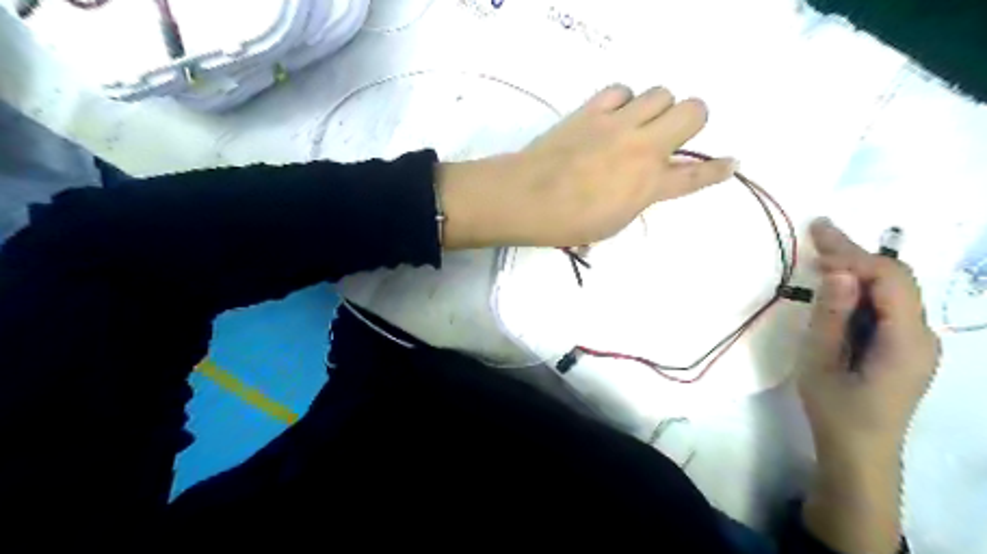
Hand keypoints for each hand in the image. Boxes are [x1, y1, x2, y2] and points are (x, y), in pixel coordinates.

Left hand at [440, 85, 730, 249]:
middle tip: (670, 136)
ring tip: (637, 124)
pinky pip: (621, 89)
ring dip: (657, 108)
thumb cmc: (567, 223)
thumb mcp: (613, 223)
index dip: (718, 170)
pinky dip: (622, 101)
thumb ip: (638, 199)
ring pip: (661, 92)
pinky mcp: (592, 110)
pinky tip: (611, 116)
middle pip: (694, 110)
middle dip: (691, 121)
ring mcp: (618, 124)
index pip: (696, 175)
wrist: (527, 198)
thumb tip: (644, 184)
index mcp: (650, 185)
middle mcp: (643, 148)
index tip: (730, 163)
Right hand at [793, 217, 938, 461]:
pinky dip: (859, 288)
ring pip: (891, 290)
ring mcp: (916, 341)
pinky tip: (835, 283)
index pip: (890, 279)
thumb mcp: (821, 362)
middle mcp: (922, 334)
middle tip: (818, 229)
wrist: (859, 452)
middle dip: (855, 253)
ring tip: (820, 250)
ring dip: (856, 268)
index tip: (815, 248)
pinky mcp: (902, 346)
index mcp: (907, 340)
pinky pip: (884, 306)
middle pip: (895, 279)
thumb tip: (839, 272)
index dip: (854, 257)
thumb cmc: (836, 410)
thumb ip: (831, 316)